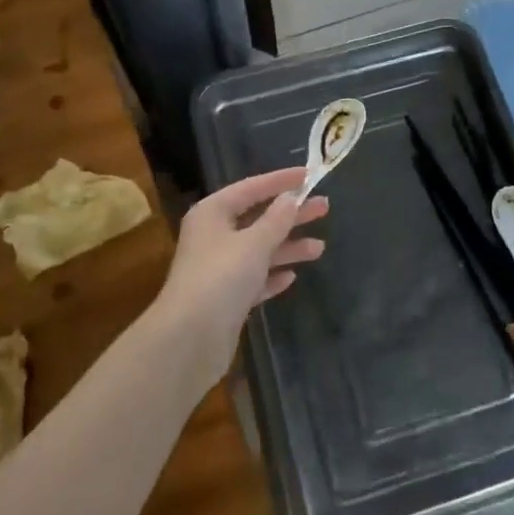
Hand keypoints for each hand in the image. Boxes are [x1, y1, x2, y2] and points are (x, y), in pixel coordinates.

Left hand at [157, 168, 327, 370]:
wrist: (190, 339)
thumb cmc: (221, 278)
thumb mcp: (254, 243)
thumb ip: (276, 219)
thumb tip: (290, 198)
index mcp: (212, 213)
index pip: (251, 188)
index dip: (280, 180)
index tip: (308, 175)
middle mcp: (213, 236)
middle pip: (258, 219)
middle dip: (290, 215)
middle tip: (323, 207)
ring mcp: (218, 269)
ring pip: (259, 250)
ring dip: (287, 247)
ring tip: (319, 248)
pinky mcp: (225, 298)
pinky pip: (254, 279)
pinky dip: (272, 275)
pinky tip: (292, 277)